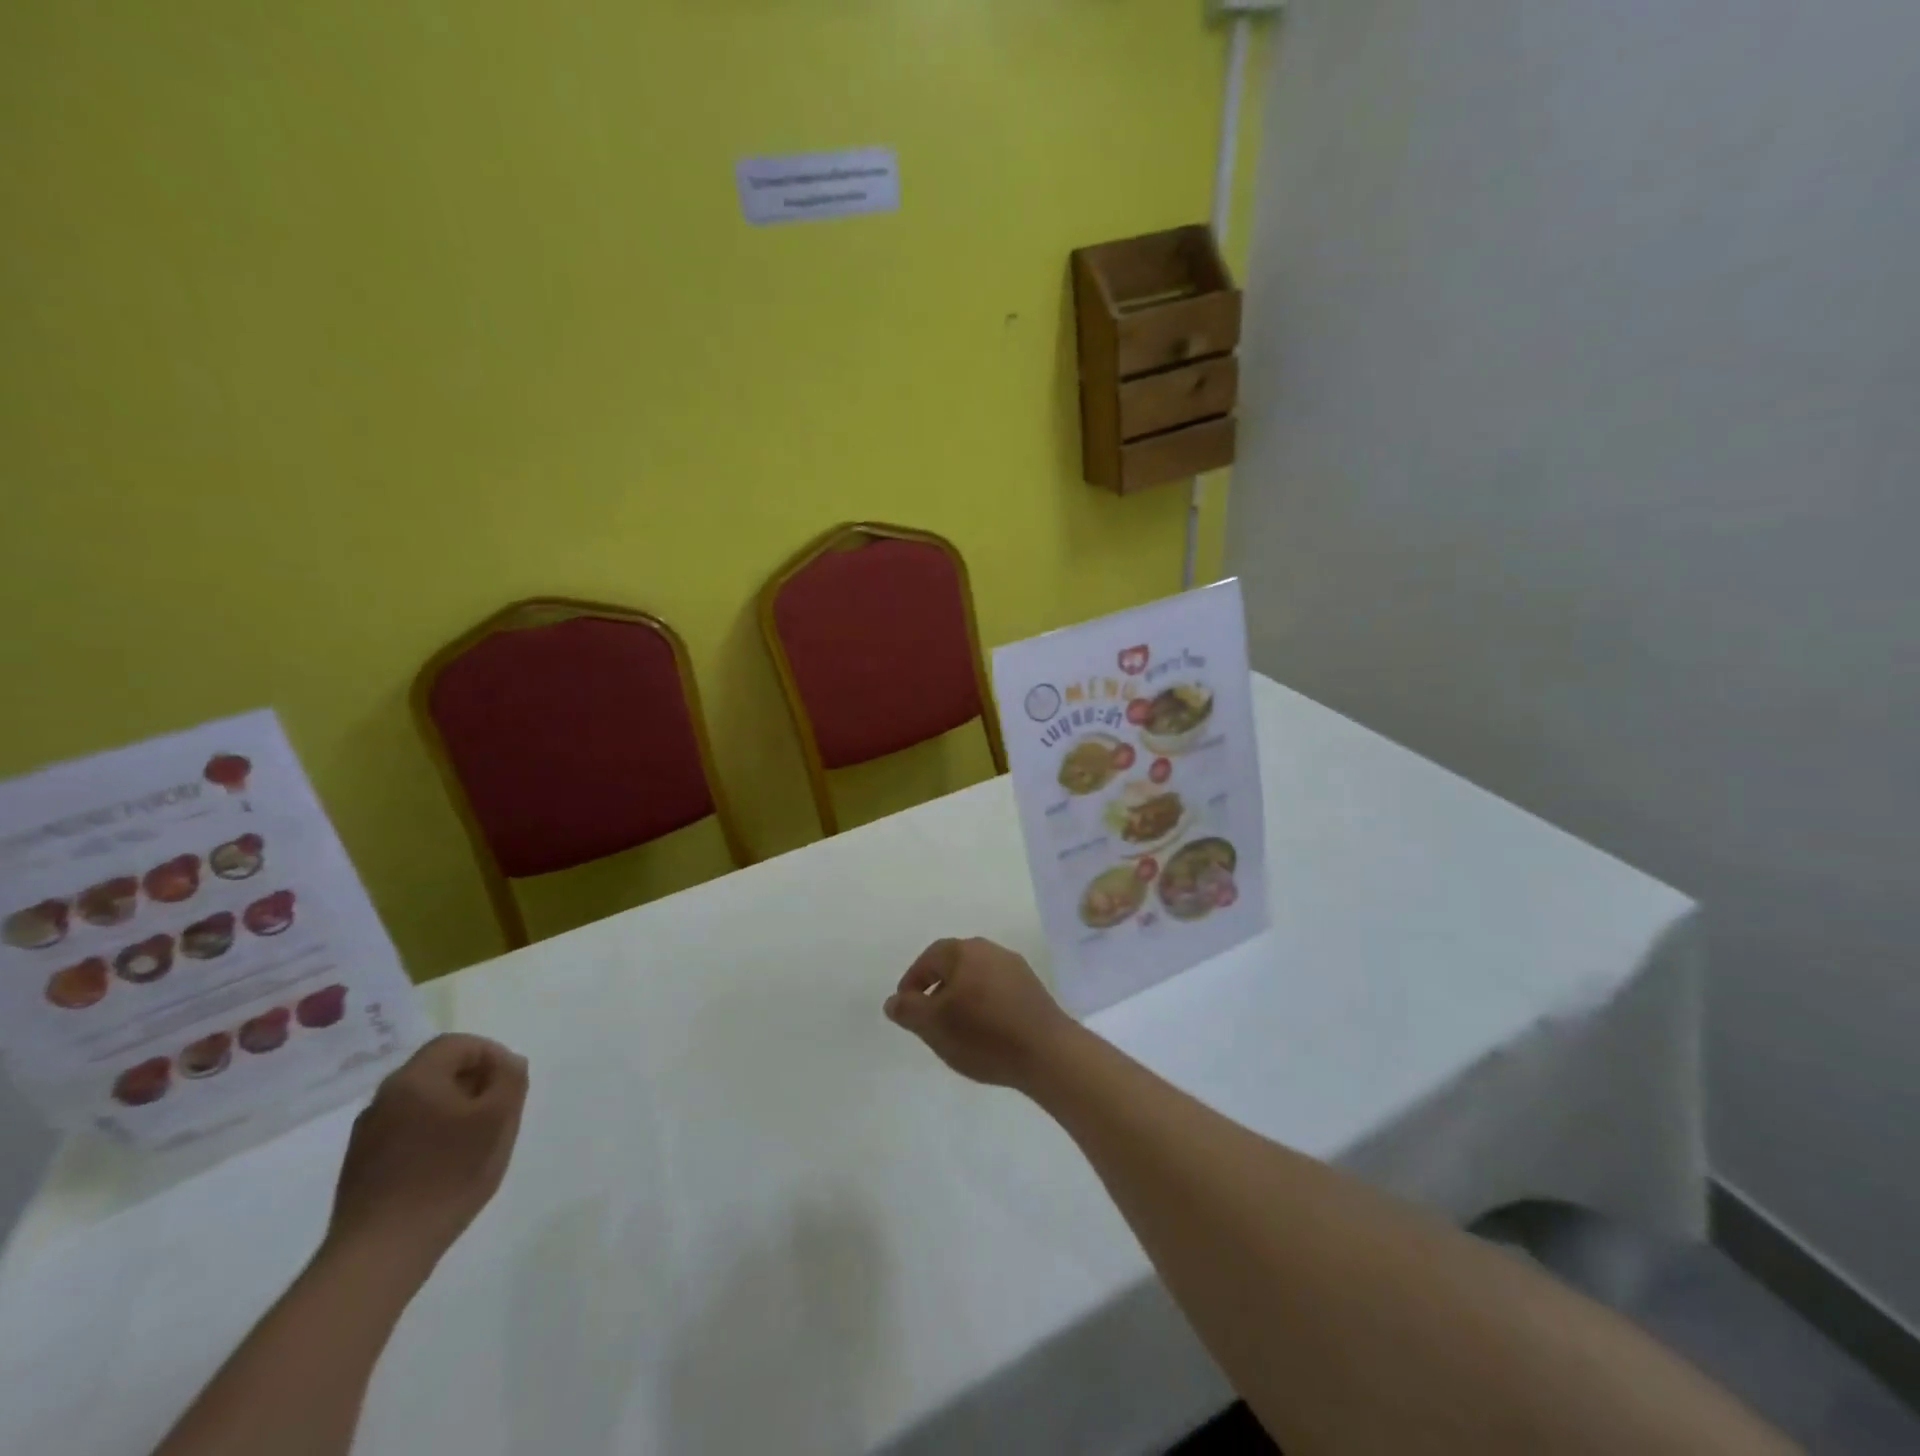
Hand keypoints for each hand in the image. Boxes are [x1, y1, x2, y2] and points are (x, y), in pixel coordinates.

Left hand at [324, 1034, 527, 1278]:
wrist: (380, 1252)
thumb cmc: (448, 1175)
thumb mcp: (498, 1120)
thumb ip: (510, 1080)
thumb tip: (509, 1063)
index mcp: (415, 1079)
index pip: (458, 1044)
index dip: (491, 1054)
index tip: (511, 1082)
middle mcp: (385, 1097)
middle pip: (438, 1069)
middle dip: (475, 1081)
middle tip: (499, 1109)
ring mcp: (367, 1133)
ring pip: (422, 1101)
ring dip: (454, 1107)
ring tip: (476, 1139)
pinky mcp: (361, 1164)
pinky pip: (406, 1129)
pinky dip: (432, 1132)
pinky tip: (446, 1164)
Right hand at [883, 937, 1077, 1089]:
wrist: (1047, 1052)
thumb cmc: (983, 1034)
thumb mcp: (934, 1025)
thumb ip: (908, 1010)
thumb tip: (894, 1000)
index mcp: (965, 951)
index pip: (929, 958)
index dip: (912, 982)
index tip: (906, 1008)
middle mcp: (991, 950)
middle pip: (954, 965)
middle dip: (937, 989)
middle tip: (928, 1019)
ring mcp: (1016, 968)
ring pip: (976, 978)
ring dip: (961, 998)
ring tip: (955, 1029)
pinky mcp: (1032, 989)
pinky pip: (997, 990)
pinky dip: (983, 1005)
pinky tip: (984, 1031)